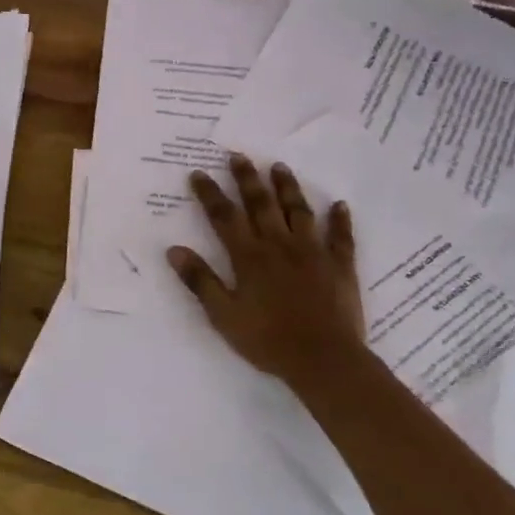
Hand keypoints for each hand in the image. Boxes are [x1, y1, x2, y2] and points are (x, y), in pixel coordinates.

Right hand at [166, 154, 366, 390]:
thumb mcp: (223, 315)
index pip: (224, 217)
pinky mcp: (339, 265)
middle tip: (238, 155)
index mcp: (249, 257)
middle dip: (247, 178)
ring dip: (287, 187)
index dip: (210, 194)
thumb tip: (174, 249)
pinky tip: (339, 205)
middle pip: (260, 204)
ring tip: (279, 166)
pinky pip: (340, 237)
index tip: (198, 173)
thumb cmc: (267, 340)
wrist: (323, 359)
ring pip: (298, 211)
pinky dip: (340, 220)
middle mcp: (279, 245)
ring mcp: (313, 252)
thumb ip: (201, 281)